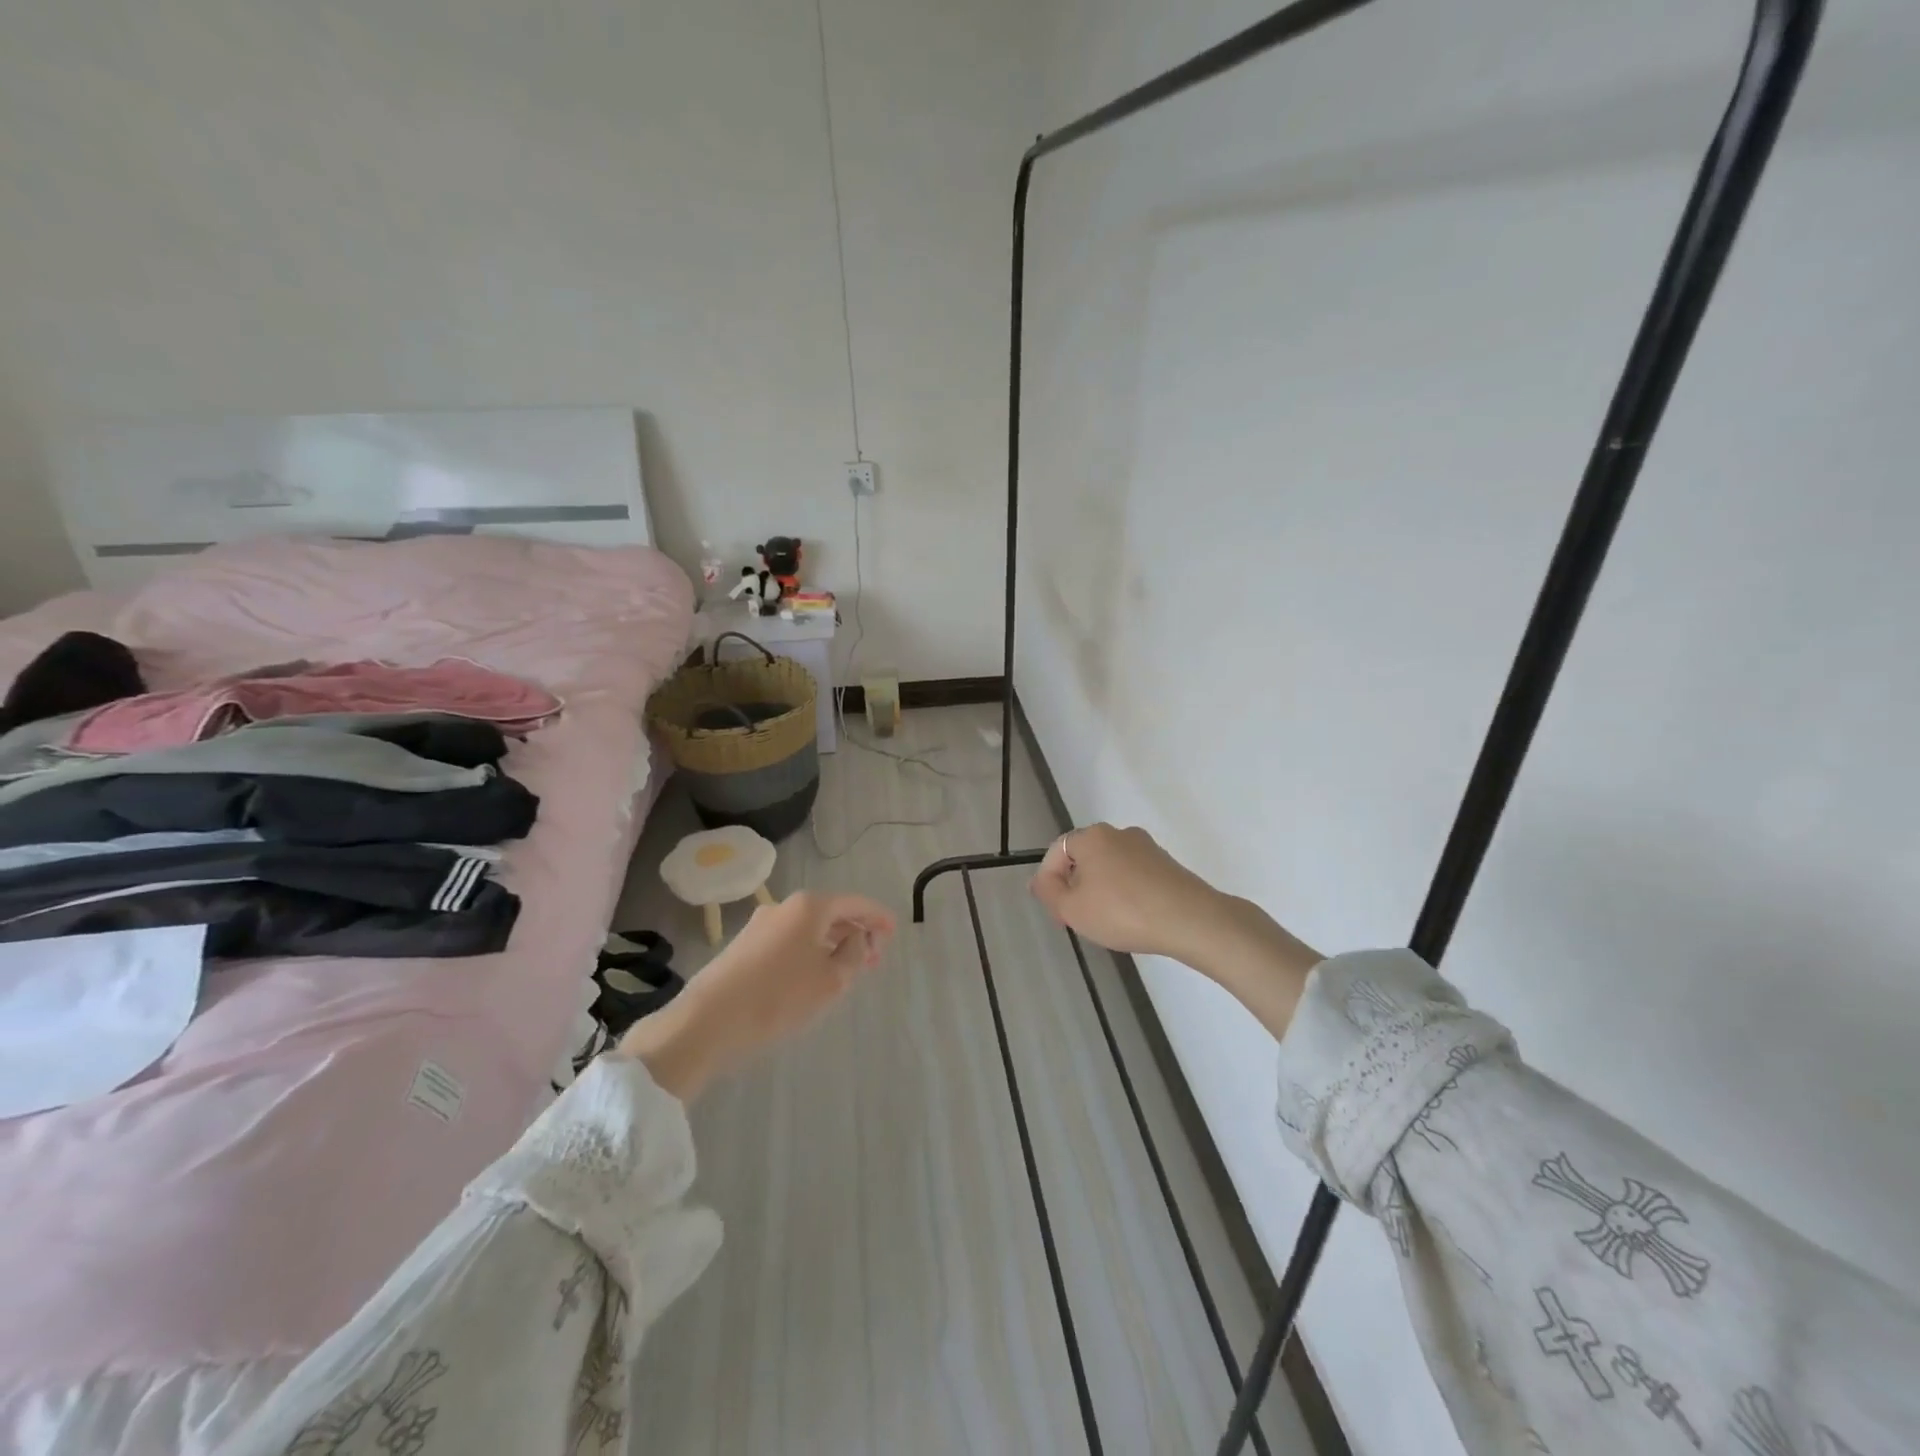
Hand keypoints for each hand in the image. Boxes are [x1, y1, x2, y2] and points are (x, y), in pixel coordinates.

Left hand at [619, 891, 895, 1100]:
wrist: (708, 1022)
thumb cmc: (779, 997)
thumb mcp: (832, 980)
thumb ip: (853, 954)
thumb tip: (856, 938)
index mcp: (810, 906)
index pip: (854, 903)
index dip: (877, 917)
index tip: (894, 931)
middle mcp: (785, 906)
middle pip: (831, 913)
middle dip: (856, 932)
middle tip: (875, 957)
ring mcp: (760, 925)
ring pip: (809, 928)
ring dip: (832, 943)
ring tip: (848, 968)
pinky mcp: (744, 946)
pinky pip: (789, 940)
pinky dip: (810, 951)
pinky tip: (813, 974)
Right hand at [1029, 823, 1229, 963]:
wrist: (1190, 919)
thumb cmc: (1122, 912)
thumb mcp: (1072, 909)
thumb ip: (1048, 893)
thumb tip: (1040, 880)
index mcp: (1090, 836)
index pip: (1056, 852)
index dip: (1048, 882)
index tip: (1058, 913)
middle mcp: (1118, 833)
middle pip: (1084, 858)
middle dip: (1076, 887)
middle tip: (1078, 919)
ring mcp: (1146, 847)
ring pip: (1110, 867)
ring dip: (1101, 890)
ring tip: (1106, 922)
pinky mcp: (1167, 863)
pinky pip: (1134, 876)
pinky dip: (1126, 893)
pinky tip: (1132, 918)